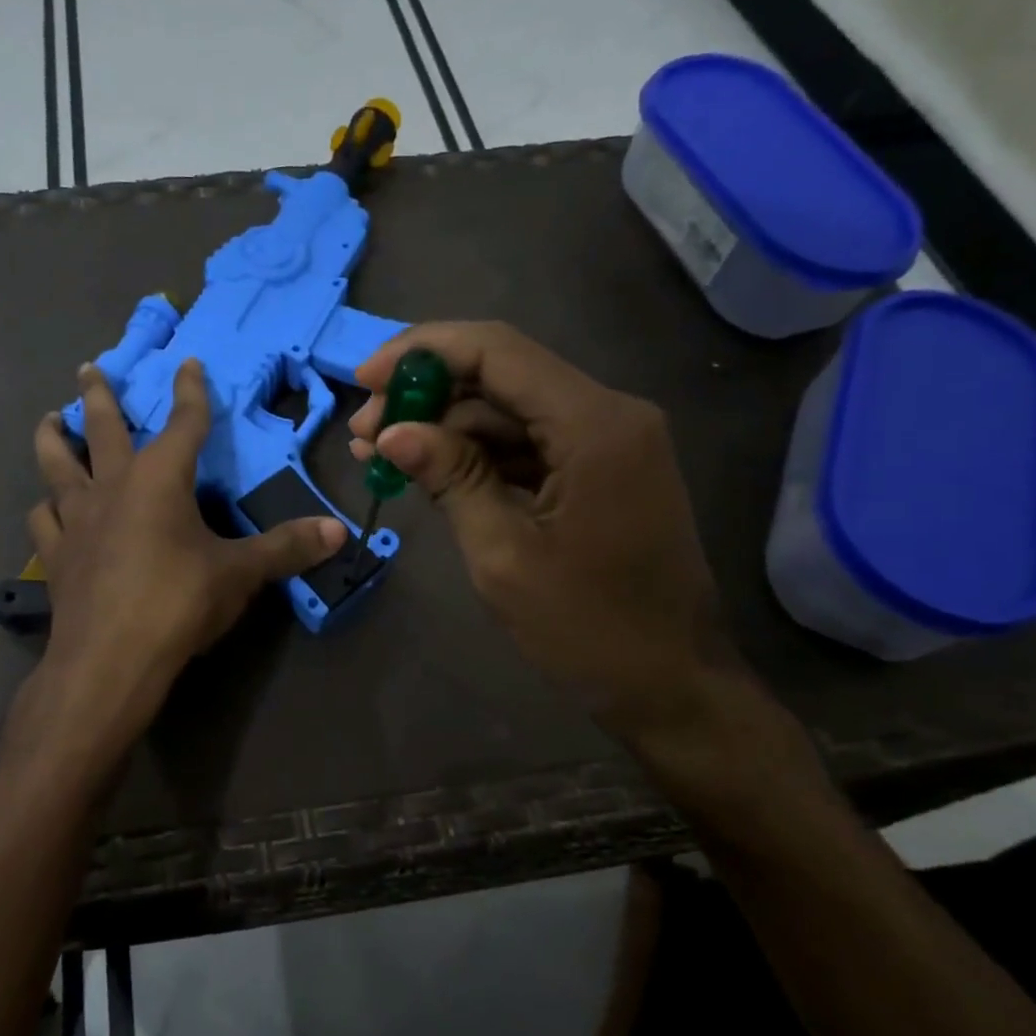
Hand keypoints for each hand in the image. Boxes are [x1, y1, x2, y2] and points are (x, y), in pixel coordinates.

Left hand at [27, 359, 345, 742]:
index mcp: (159, 479)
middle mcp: (113, 487)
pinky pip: (44, 519)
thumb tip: (339, 532)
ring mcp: (77, 520)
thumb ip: (286, 549)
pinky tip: (48, 507)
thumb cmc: (178, 603)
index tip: (187, 363)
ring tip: (50, 421)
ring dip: (54, 439)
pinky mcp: (56, 555)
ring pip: (57, 465)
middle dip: (100, 395)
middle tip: (89, 368)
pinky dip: (46, 507)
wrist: (110, 661)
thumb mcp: (240, 574)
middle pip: (104, 428)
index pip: (183, 423)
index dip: (190, 392)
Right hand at [349, 321, 738, 739]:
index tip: (364, 380)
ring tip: (379, 455)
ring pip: (508, 407)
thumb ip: (450, 478)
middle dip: (425, 394)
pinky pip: (526, 440)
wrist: (671, 684)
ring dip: (443, 425)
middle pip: (500, 373)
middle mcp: (607, 412)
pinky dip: (474, 451)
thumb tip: (390, 432)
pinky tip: (427, 470)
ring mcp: (607, 438)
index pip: (496, 351)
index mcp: (594, 424)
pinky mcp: (599, 465)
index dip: (422, 353)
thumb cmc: (589, 627)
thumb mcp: (504, 553)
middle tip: (363, 432)